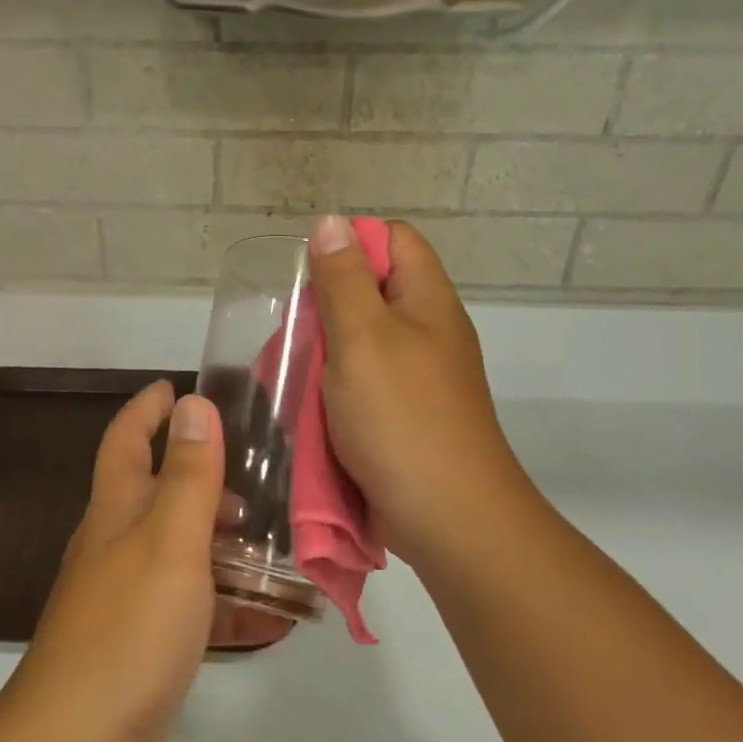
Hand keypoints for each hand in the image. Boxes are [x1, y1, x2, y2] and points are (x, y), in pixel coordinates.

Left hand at [0, 382, 285, 741]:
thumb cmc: (128, 629)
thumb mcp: (170, 541)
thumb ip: (188, 475)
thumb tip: (193, 405)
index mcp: (117, 511)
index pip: (126, 439)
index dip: (148, 408)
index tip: (180, 386)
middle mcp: (117, 545)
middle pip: (157, 491)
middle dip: (200, 473)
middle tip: (256, 471)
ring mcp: (128, 596)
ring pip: (182, 550)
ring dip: (224, 541)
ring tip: (278, 538)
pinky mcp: (144, 642)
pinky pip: (194, 607)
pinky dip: (229, 603)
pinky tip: (274, 614)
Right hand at [308, 216, 537, 571]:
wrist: (450, 519)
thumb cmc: (402, 420)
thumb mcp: (363, 339)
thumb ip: (343, 279)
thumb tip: (331, 222)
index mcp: (428, 301)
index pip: (393, 240)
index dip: (349, 246)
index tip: (309, 279)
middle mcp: (429, 332)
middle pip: (372, 292)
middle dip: (326, 307)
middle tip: (294, 335)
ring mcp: (420, 378)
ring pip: (362, 343)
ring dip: (325, 355)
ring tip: (292, 375)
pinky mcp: (405, 417)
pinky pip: (363, 386)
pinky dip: (335, 391)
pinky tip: (310, 409)